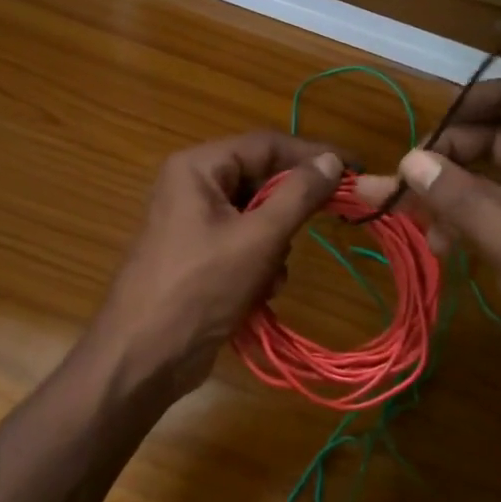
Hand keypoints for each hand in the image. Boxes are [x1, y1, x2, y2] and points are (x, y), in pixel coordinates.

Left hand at [92, 132, 343, 399]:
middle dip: (289, 212)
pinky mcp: (200, 257)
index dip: (314, 155)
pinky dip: (260, 266)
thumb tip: (333, 160)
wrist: (144, 356)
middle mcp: (194, 186)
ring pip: (258, 217)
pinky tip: (259, 294)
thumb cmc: (200, 287)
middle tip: (325, 224)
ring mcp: (195, 223)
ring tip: (271, 276)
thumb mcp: (258, 238)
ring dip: (276, 247)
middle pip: (262, 181)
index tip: (356, 170)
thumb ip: (299, 195)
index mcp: (199, 168)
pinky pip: (245, 245)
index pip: (267, 145)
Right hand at [360, 80, 500, 483]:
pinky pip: (479, 223)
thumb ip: (465, 202)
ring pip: (484, 185)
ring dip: (443, 190)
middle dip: (455, 149)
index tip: (446, 110)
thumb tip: (410, 159)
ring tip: (399, 205)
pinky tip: (432, 243)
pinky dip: (452, 225)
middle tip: (409, 167)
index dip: (499, 96)